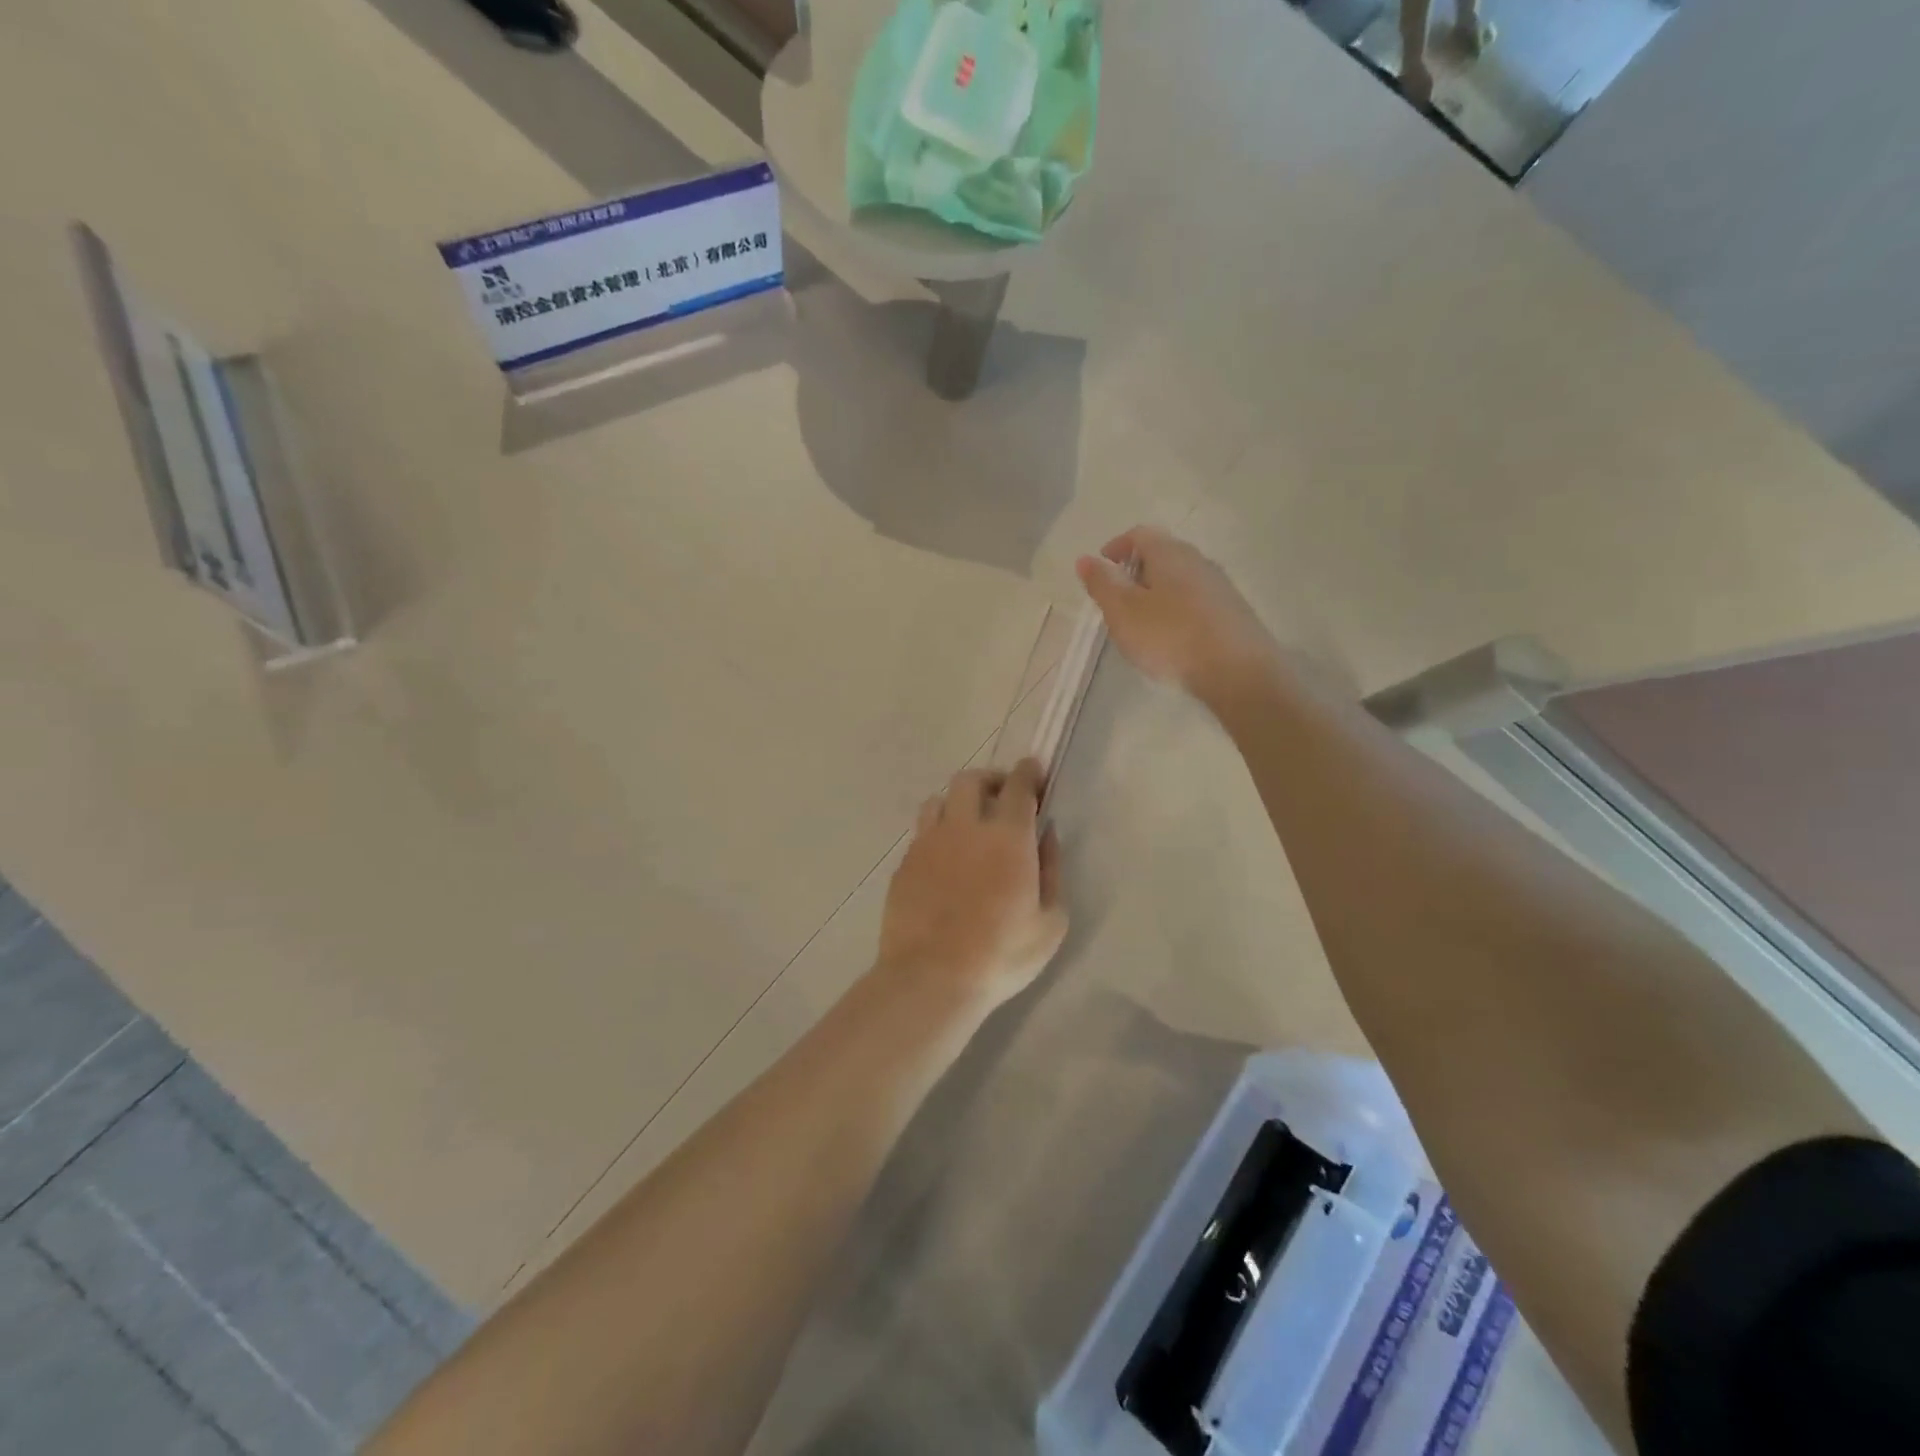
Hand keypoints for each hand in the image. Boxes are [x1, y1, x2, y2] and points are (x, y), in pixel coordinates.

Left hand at [878, 760, 1068, 1010]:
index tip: (1035, 771)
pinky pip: (921, 832)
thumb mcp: (1051, 922)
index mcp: (1007, 837)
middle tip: (1001, 797)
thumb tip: (1047, 835)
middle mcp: (965, 827)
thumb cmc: (1002, 954)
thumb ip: (1052, 870)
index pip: (1018, 786)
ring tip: (967, 824)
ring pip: (938, 800)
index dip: (1029, 773)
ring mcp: (928, 842)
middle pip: (970, 780)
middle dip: (990, 780)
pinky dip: (937, 833)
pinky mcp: (904, 863)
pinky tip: (944, 859)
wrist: (932, 977)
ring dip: (957, 803)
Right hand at [1076, 526, 1278, 707]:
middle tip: (1117, 599)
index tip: (1101, 567)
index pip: (1138, 534)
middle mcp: (1198, 560)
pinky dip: (1175, 609)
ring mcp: (1219, 586)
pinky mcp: (1231, 612)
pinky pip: (1194, 600)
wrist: (1238, 670)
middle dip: (1135, 571)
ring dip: (1156, 592)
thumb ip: (1102, 584)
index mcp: (1169, 553)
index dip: (1116, 547)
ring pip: (1179, 578)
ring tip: (1141, 622)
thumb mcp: (1123, 611)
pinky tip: (1171, 637)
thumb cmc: (1171, 637)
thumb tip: (1086, 559)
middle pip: (1161, 554)